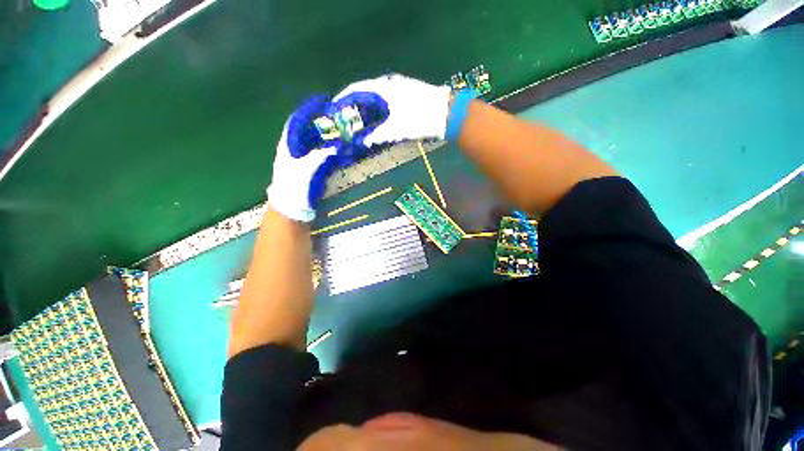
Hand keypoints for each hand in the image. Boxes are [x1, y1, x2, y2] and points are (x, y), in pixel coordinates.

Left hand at [267, 95, 340, 222]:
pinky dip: (329, 148)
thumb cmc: (294, 189)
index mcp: (288, 146)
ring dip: (326, 134)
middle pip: (307, 129)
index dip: (308, 109)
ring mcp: (301, 160)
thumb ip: (319, 157)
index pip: (297, 121)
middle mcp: (293, 149)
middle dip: (321, 120)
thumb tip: (336, 145)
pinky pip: (319, 153)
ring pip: (313, 141)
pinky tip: (339, 149)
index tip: (323, 101)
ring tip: (341, 128)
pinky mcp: (308, 170)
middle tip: (338, 116)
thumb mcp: (305, 171)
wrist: (291, 209)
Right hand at [330, 74, 451, 147]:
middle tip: (347, 120)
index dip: (343, 99)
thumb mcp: (396, 129)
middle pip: (365, 93)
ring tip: (360, 123)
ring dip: (367, 109)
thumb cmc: (419, 119)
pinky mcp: (407, 93)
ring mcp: (399, 87)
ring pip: (376, 97)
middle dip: (354, 107)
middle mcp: (389, 83)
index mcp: (382, 87)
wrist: (446, 113)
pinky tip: (378, 120)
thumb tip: (363, 141)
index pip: (355, 89)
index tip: (334, 110)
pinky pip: (386, 100)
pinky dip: (378, 110)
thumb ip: (378, 135)